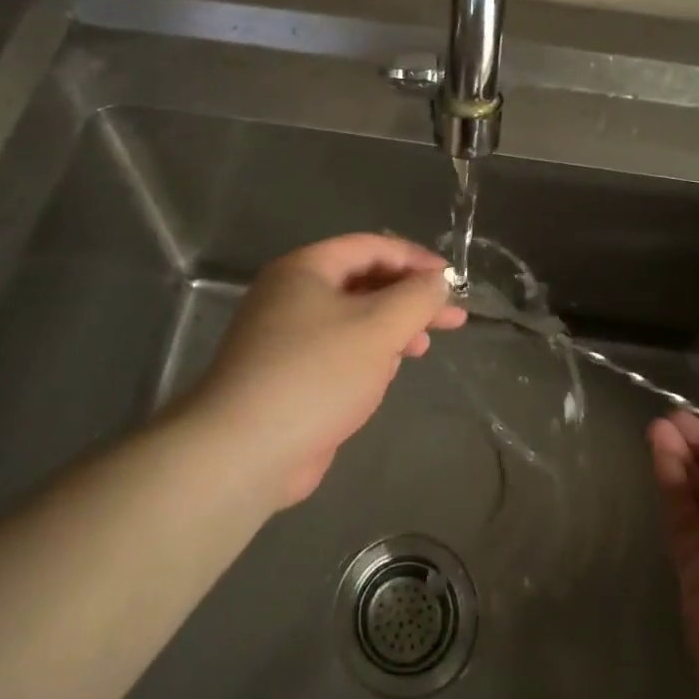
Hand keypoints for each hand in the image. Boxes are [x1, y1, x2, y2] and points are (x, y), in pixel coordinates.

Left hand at [187, 234, 466, 505]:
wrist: (245, 451)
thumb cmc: (316, 374)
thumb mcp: (378, 327)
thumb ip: (416, 298)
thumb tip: (440, 281)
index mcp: (305, 269)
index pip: (371, 248)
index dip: (416, 259)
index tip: (452, 281)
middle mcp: (292, 295)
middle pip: (363, 283)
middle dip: (410, 299)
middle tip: (453, 318)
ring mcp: (287, 337)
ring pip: (352, 320)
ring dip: (392, 329)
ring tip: (423, 347)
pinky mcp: (289, 376)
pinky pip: (338, 352)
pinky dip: (367, 355)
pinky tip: (387, 373)